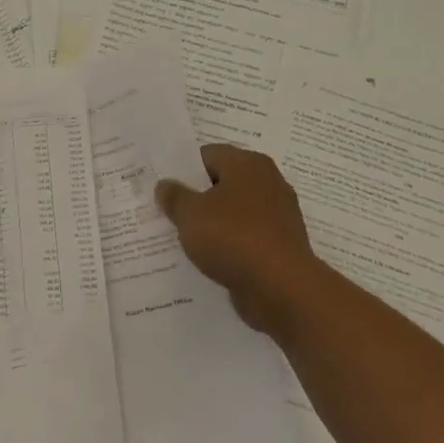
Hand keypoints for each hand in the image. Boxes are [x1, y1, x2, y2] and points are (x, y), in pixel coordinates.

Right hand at [156, 145, 320, 339]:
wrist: (280, 287)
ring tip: (184, 238)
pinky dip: (228, 244)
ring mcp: (277, 214)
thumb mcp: (190, 214)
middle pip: (222, 183)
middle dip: (196, 197)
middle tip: (168, 213)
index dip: (182, 170)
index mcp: (248, 164)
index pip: (207, 155)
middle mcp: (268, 182)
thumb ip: (174, 197)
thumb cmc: (232, 238)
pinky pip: (246, 236)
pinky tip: (209, 258)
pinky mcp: (280, 244)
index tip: (163, 190)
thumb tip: (165, 186)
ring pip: (234, 212)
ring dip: (212, 223)